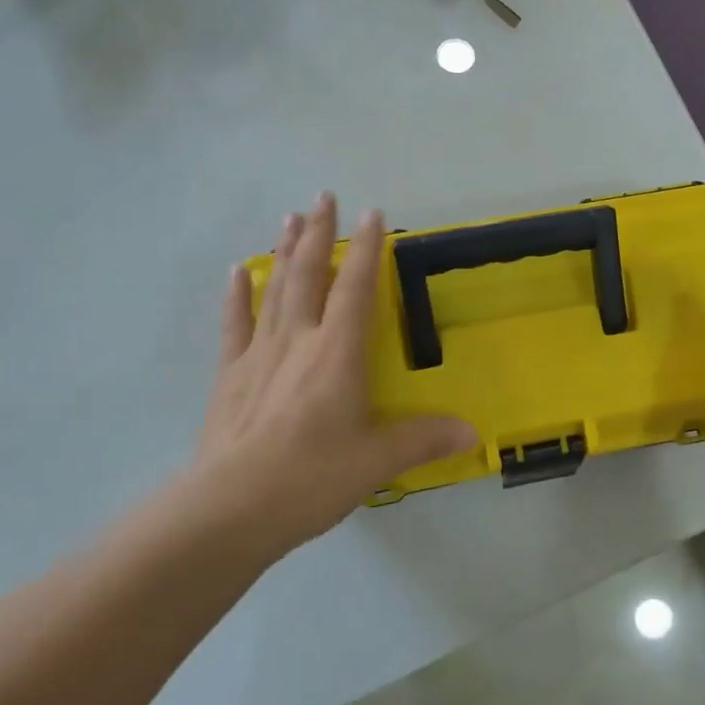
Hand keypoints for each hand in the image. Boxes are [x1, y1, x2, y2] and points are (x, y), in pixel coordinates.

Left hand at [185, 193, 476, 560]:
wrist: (229, 509)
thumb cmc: (311, 479)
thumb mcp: (376, 462)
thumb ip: (424, 440)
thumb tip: (474, 434)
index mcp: (338, 354)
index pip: (356, 288)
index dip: (365, 249)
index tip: (372, 213)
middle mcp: (299, 341)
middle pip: (309, 274)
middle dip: (318, 233)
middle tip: (323, 196)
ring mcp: (259, 354)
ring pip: (275, 289)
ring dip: (283, 250)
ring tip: (289, 217)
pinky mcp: (230, 375)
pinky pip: (235, 324)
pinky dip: (238, 295)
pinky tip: (239, 271)